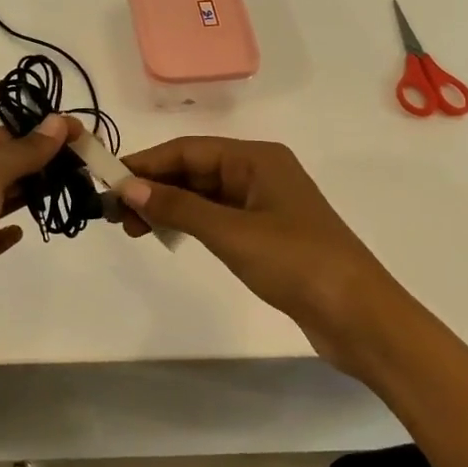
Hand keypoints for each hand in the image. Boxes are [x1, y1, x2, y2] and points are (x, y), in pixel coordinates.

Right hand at [113, 137, 399, 377]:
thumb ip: (178, 208)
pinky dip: (190, 223)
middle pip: (195, 170)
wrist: (359, 317)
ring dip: (168, 207)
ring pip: (203, 195)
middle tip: (115, 213)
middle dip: (154, 187)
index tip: (108, 181)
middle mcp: (258, 173)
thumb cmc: (297, 262)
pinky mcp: (266, 234)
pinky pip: (217, 217)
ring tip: (132, 228)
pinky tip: (167, 235)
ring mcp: (263, 204)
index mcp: (256, 159)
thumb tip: (127, 187)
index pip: (188, 150)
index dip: (147, 163)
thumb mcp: (232, 232)